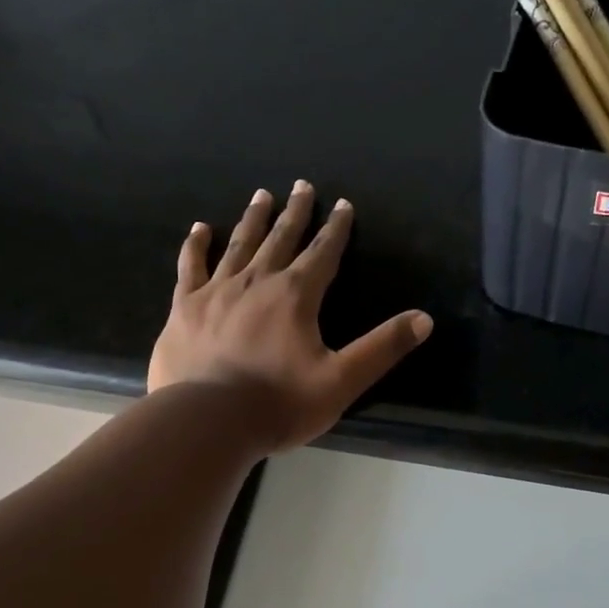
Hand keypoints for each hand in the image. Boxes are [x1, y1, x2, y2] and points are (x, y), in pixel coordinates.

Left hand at [148, 182, 432, 451]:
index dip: (336, 229)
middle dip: (296, 212)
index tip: (343, 204)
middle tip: (302, 185)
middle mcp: (257, 282)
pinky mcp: (185, 308)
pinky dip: (196, 246)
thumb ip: (382, 348)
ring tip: (262, 195)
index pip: (323, 253)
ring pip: (240, 245)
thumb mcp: (342, 381)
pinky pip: (191, 267)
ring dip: (254, 219)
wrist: (208, 422)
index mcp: (295, 296)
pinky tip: (200, 229)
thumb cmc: (279, 404)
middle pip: (281, 238)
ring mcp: (217, 292)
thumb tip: (423, 319)